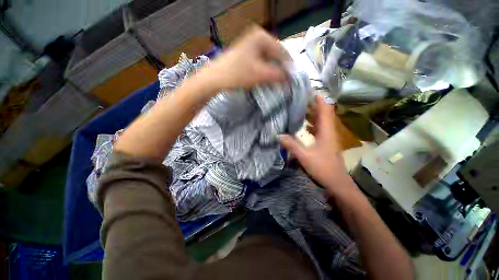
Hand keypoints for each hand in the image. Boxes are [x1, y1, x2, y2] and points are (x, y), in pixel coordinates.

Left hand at [196, 26, 288, 90]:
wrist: (215, 78)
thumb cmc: (237, 73)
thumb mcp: (260, 74)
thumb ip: (278, 75)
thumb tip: (291, 78)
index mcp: (261, 37)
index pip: (282, 51)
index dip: (288, 67)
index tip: (292, 80)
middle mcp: (257, 38)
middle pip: (275, 55)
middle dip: (280, 69)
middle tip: (284, 83)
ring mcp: (251, 46)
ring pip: (268, 60)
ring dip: (273, 71)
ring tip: (276, 82)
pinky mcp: (247, 54)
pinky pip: (261, 63)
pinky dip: (265, 71)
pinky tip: (266, 79)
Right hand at [280, 96, 352, 195]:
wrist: (337, 182)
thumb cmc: (323, 168)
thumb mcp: (305, 156)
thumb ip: (291, 145)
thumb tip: (278, 135)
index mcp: (326, 131)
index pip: (325, 109)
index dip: (319, 98)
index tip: (309, 90)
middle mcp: (328, 131)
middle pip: (323, 112)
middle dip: (313, 104)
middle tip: (299, 97)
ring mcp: (328, 137)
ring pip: (321, 120)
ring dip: (312, 113)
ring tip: (300, 107)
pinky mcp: (325, 142)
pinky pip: (319, 128)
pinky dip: (312, 123)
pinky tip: (304, 125)